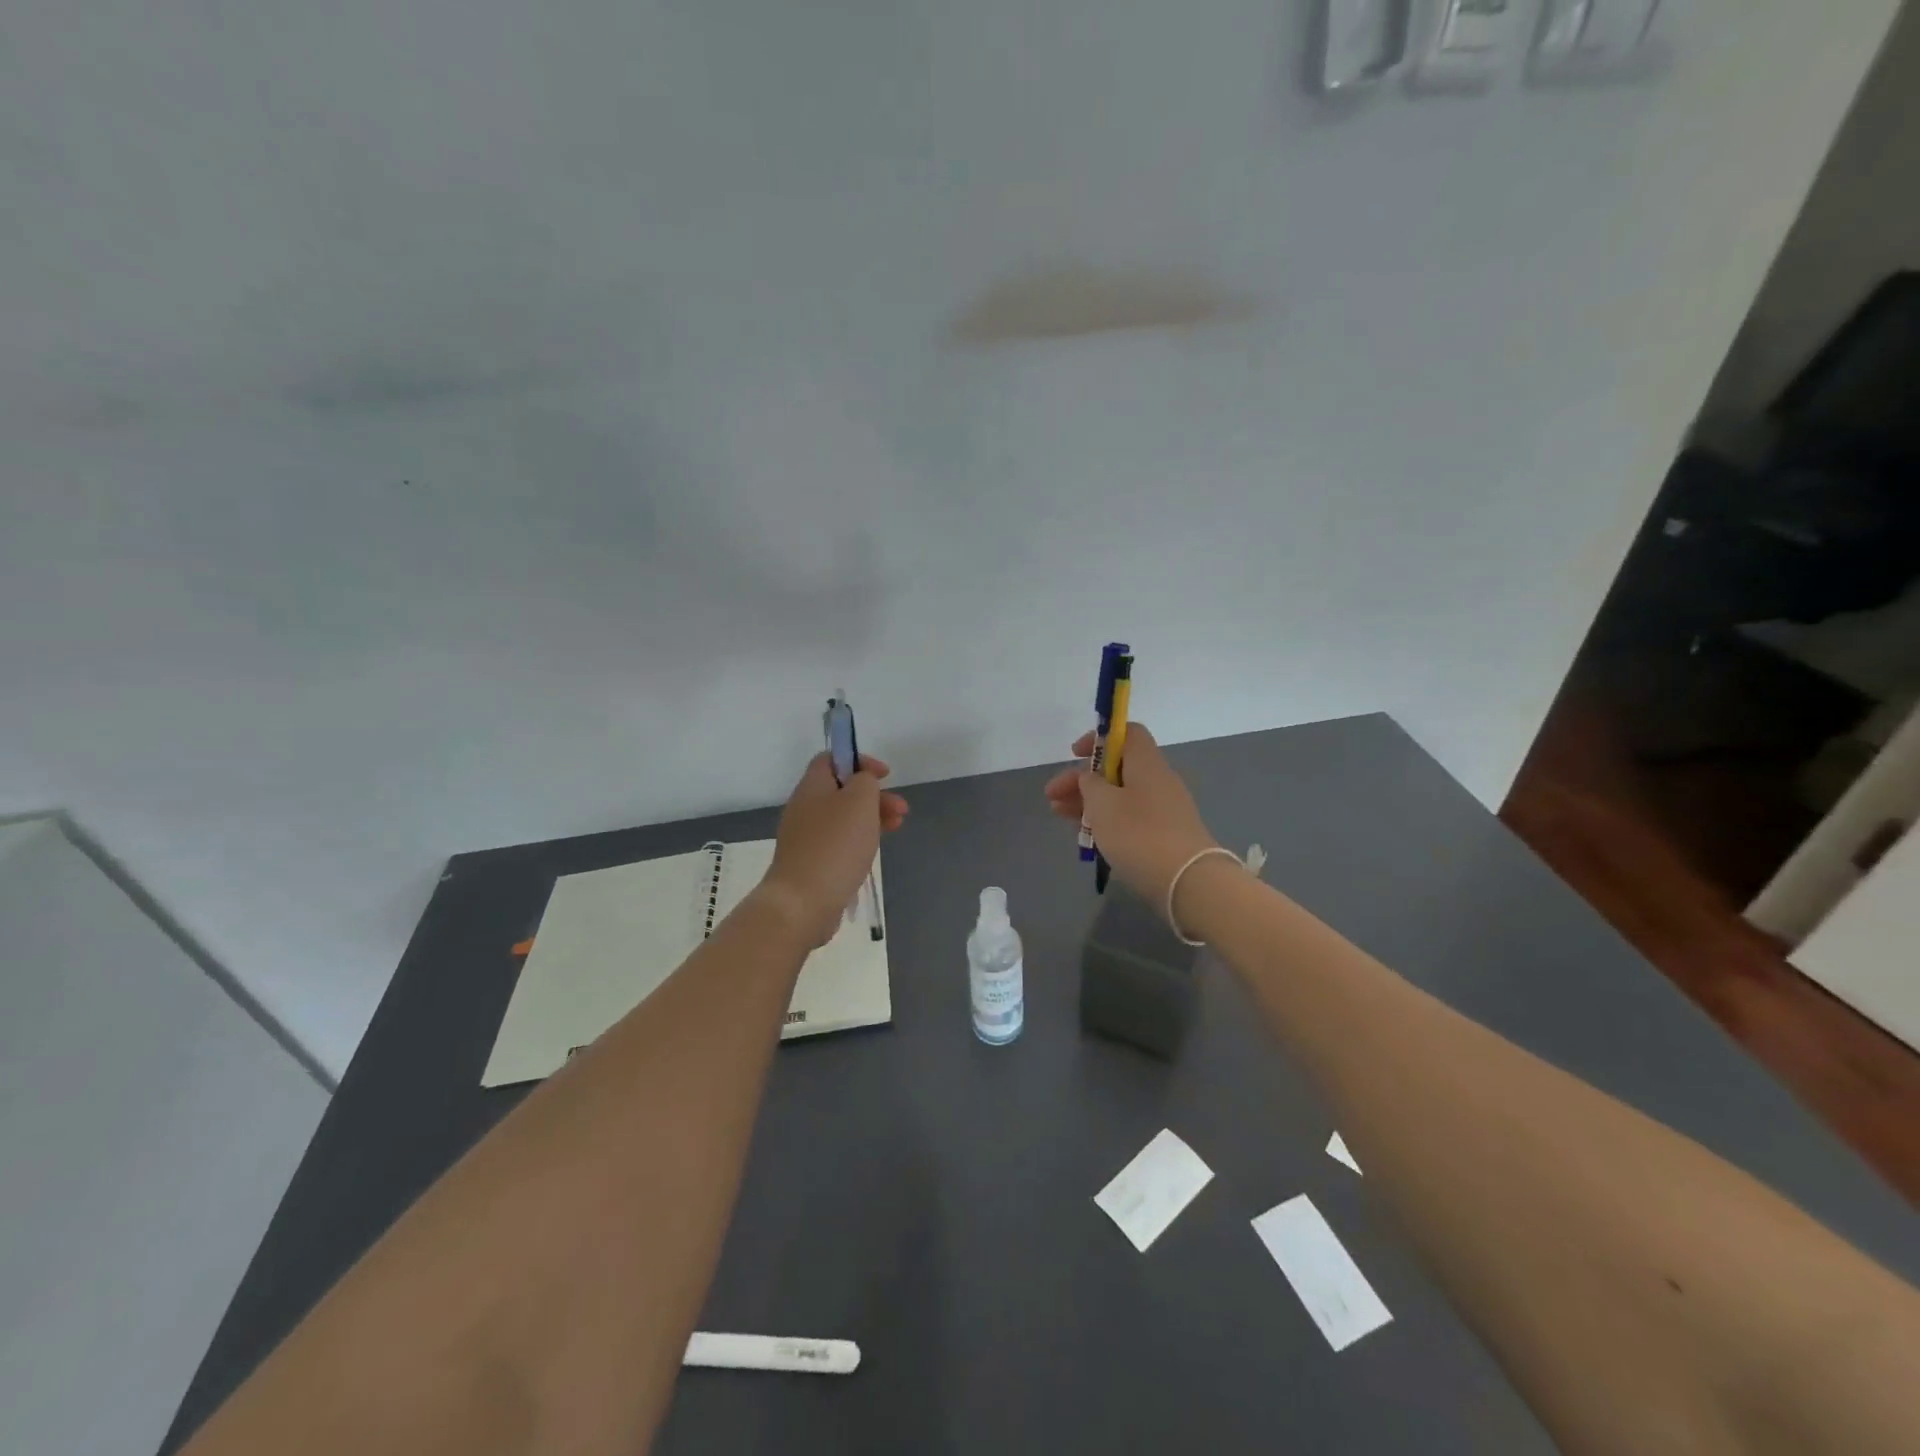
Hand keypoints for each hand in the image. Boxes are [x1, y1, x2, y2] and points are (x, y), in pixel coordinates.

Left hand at [761, 753, 908, 946]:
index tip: (885, 775)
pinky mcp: (811, 863)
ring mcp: (806, 838)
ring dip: (872, 817)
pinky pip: (839, 842)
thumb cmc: (835, 845)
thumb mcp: (859, 800)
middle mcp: (805, 808)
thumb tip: (862, 782)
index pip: (831, 758)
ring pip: (843, 817)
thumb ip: (865, 781)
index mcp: (812, 787)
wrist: (803, 902)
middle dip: (874, 795)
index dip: (859, 760)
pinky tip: (874, 850)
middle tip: (901, 808)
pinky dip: (860, 840)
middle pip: (842, 790)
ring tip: (897, 827)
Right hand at [1044, 722, 1219, 913]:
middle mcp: (1158, 780)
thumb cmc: (1139, 834)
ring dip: (1088, 802)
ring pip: (1120, 795)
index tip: (1074, 754)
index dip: (1098, 738)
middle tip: (1052, 796)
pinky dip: (1106, 820)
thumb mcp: (1102, 804)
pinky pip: (1130, 818)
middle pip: (1117, 768)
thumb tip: (1091, 778)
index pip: (1127, 733)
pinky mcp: (1165, 835)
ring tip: (1059, 815)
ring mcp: (1164, 809)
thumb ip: (1090, 784)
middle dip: (1082, 779)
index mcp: (1146, 763)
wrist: (1189, 881)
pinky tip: (1086, 834)